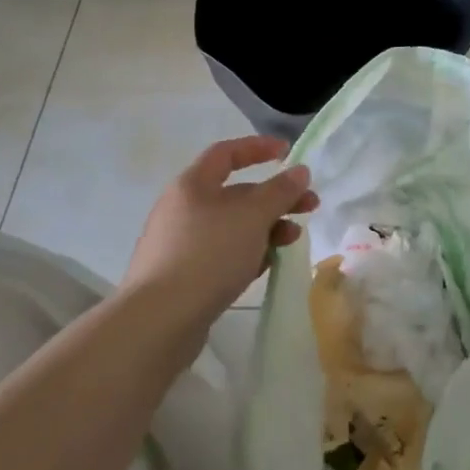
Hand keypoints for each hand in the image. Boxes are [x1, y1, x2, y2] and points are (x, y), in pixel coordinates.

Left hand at [123, 136, 318, 328]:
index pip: (227, 153)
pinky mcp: (184, 276)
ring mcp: (181, 244)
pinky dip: (249, 252)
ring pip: (233, 226)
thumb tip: (299, 171)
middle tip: (310, 206)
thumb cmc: (208, 254)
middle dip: (275, 197)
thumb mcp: (252, 216)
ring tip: (293, 239)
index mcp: (192, 185)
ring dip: (267, 227)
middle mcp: (183, 209)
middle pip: (236, 193)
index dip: (258, 148)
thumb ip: (280, 191)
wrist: (159, 321)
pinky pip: (223, 254)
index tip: (288, 153)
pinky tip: (268, 264)